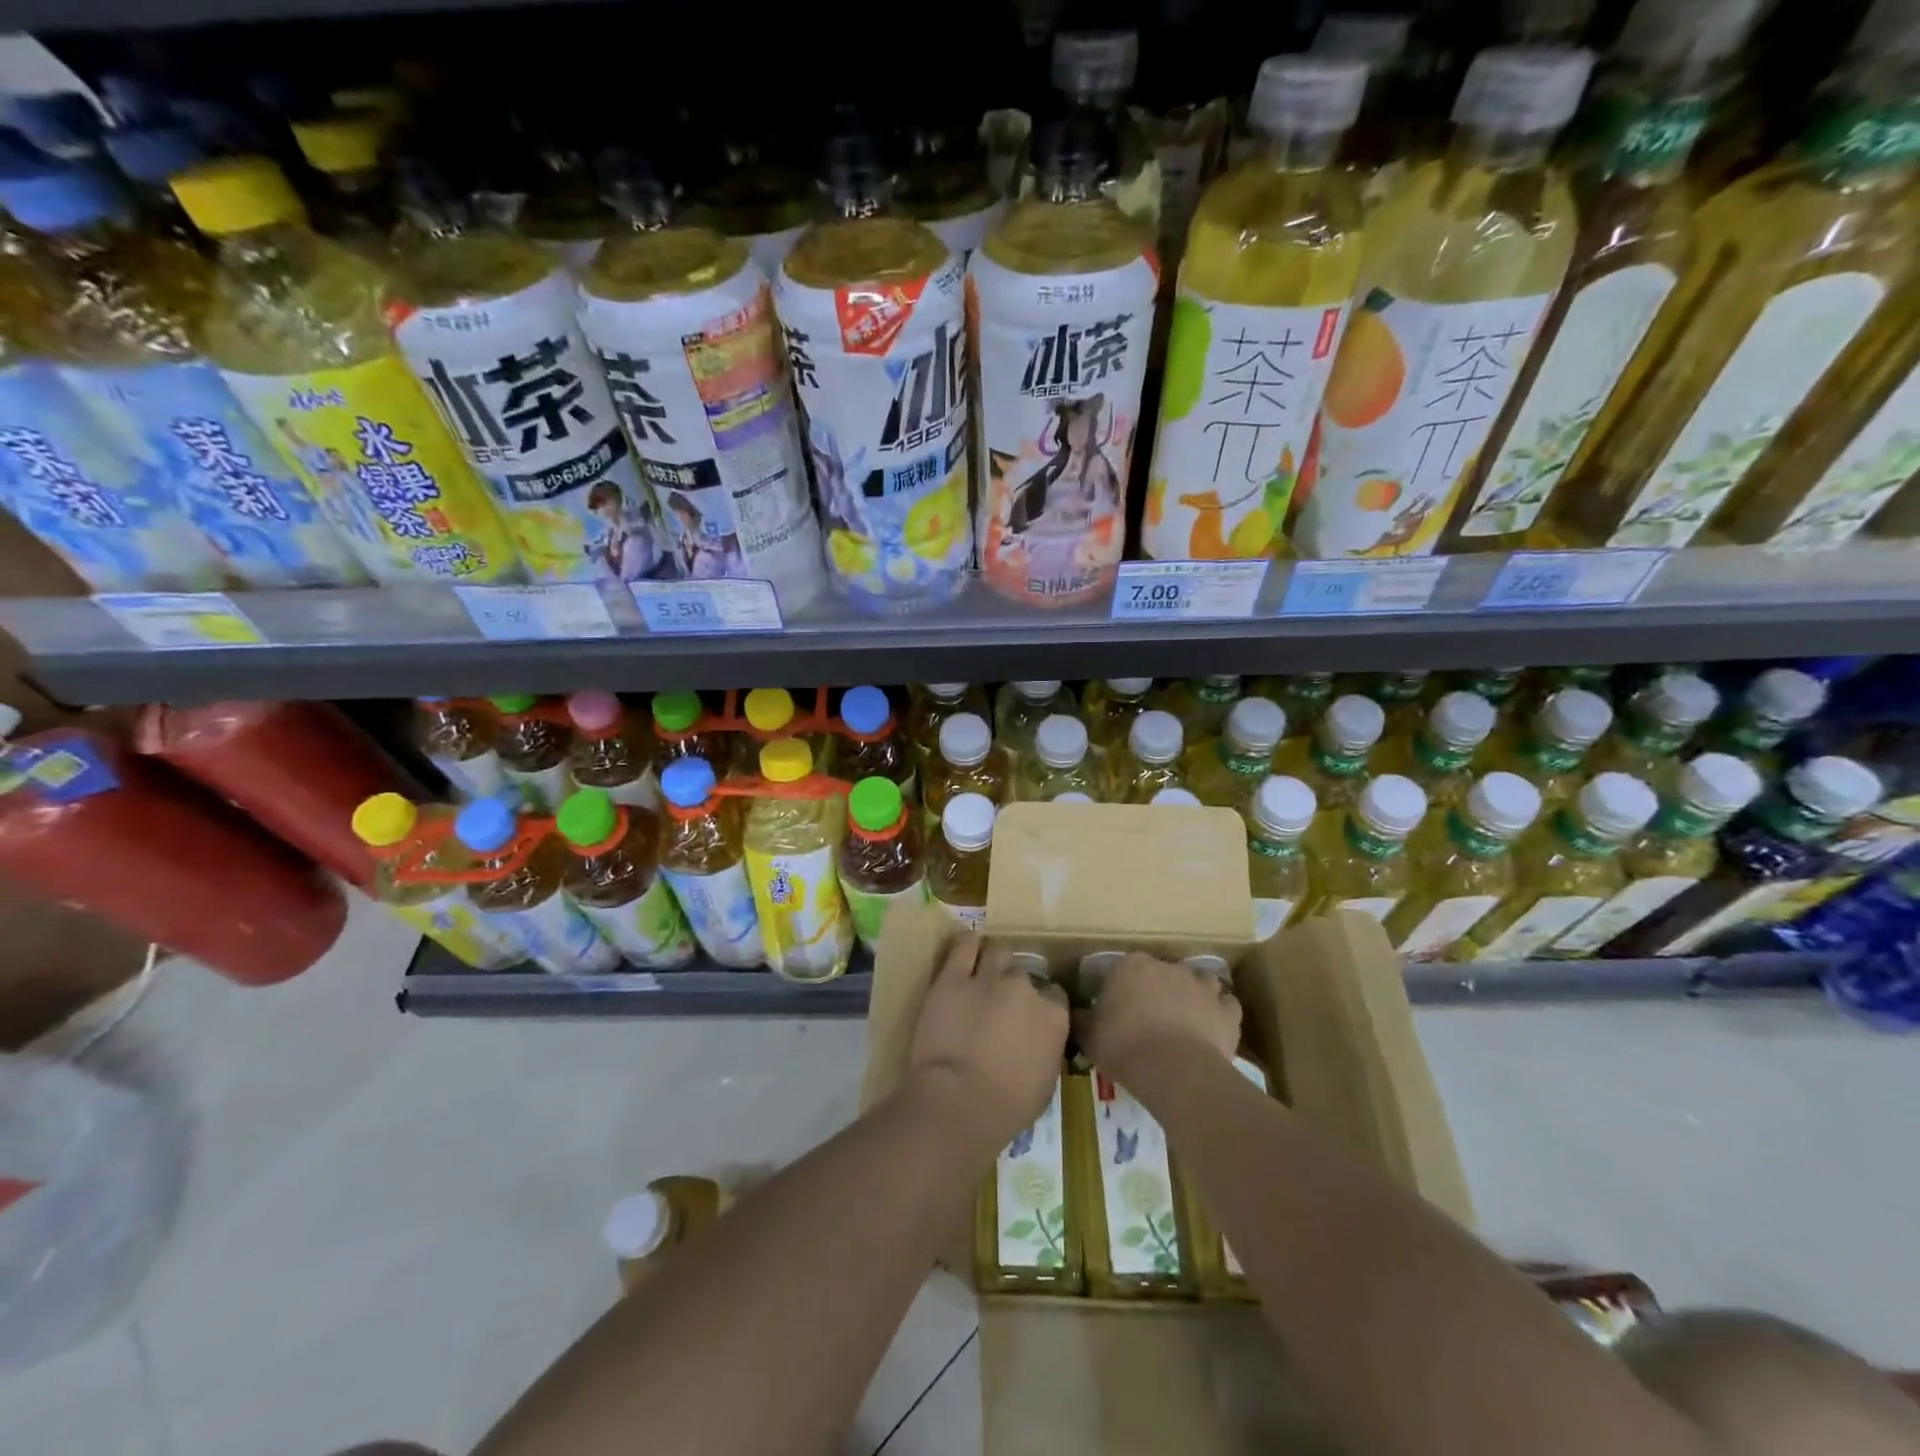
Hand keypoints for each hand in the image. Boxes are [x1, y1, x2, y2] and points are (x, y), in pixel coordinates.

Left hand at [909, 934, 1068, 1147]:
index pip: (1054, 995)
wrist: (959, 1102)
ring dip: (994, 963)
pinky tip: (967, 948)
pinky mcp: (953, 977)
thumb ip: (1046, 1049)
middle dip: (1014, 987)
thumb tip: (1040, 1040)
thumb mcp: (1045, 1082)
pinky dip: (967, 945)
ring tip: (984, 974)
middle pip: (1023, 974)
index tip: (1029, 1017)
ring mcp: (988, 978)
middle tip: (1000, 1005)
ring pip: (998, 952)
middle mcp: (1025, 987)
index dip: (1041, 1005)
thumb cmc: (1007, 1106)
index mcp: (1053, 1015)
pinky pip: (963, 946)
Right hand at [1078, 951, 1240, 1083]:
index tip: (1118, 1010)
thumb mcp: (1090, 1036)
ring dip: (1193, 995)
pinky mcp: (1226, 1011)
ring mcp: (1201, 986)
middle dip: (1158, 989)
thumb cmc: (1124, 1046)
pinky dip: (1220, 1014)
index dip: (1122, 989)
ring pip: (1198, 982)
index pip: (1124, 968)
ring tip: (1185, 1020)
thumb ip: (1084, 1020)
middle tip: (1150, 1018)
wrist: (1174, 1070)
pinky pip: (1226, 1006)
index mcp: (1131, 966)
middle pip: (1163, 973)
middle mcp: (1168, 967)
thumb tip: (1078, 1014)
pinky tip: (1212, 1029)